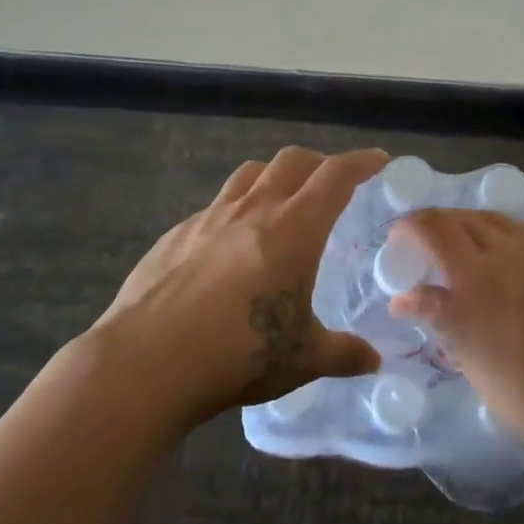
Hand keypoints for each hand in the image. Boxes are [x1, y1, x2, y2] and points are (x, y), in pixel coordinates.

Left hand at [93, 146, 387, 427]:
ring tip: (282, 204)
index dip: (361, 162)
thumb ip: (343, 354)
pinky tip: (230, 246)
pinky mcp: (175, 235)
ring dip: (274, 178)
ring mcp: (208, 218)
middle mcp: (252, 210)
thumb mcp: (302, 359)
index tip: (378, 161)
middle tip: (332, 185)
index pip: (335, 176)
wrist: (145, 362)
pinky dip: (235, 210)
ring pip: (249, 175)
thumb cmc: (238, 354)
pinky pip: (215, 207)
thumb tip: (373, 360)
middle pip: (292, 162)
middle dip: (319, 164)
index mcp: (293, 230)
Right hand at [387, 209, 523, 451]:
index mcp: (475, 279)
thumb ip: (441, 320)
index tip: (400, 238)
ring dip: (479, 231)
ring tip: (477, 253)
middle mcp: (508, 251)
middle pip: (465, 219)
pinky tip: (523, 264)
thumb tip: (404, 299)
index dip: (410, 226)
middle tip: (435, 247)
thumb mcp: (475, 363)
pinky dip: (517, 242)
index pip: (432, 229)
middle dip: (442, 226)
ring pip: (501, 222)